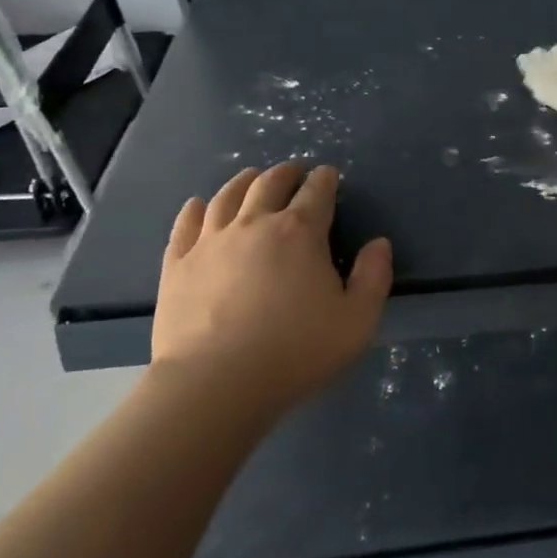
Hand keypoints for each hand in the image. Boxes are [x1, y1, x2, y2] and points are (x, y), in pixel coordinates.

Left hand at [151, 163, 391, 413]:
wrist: (215, 384)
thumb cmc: (295, 351)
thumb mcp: (357, 320)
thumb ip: (374, 277)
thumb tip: (378, 243)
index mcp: (300, 232)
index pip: (317, 191)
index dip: (326, 179)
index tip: (330, 176)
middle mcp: (254, 223)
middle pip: (270, 183)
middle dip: (286, 173)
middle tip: (294, 173)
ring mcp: (211, 241)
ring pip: (227, 196)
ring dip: (244, 181)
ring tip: (251, 178)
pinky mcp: (178, 264)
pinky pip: (185, 224)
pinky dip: (194, 209)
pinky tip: (197, 205)